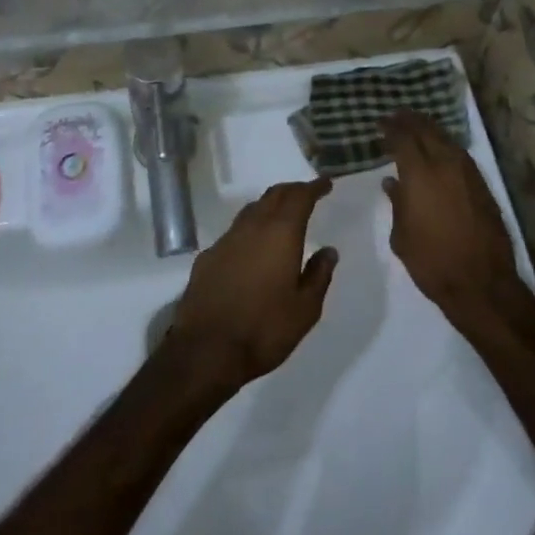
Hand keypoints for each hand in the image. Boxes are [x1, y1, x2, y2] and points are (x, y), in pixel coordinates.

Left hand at [168, 179, 338, 394]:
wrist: (205, 350)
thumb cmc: (264, 329)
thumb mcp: (305, 310)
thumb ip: (319, 275)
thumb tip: (329, 251)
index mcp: (281, 233)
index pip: (300, 197)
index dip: (314, 187)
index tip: (325, 183)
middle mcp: (253, 227)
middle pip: (274, 195)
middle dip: (293, 190)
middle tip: (307, 194)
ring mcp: (226, 240)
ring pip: (252, 209)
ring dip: (270, 206)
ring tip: (282, 215)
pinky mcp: (208, 256)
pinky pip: (235, 231)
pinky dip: (250, 229)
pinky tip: (252, 247)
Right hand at [382, 112, 529, 332]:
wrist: (482, 283)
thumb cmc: (432, 262)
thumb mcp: (402, 236)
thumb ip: (397, 203)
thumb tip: (392, 182)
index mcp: (420, 174)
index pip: (403, 138)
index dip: (390, 127)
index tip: (380, 123)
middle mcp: (445, 164)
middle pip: (426, 130)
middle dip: (410, 120)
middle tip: (396, 117)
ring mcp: (468, 172)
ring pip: (446, 138)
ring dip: (429, 129)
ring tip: (416, 128)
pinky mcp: (482, 184)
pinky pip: (460, 153)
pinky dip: (445, 145)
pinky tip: (439, 151)